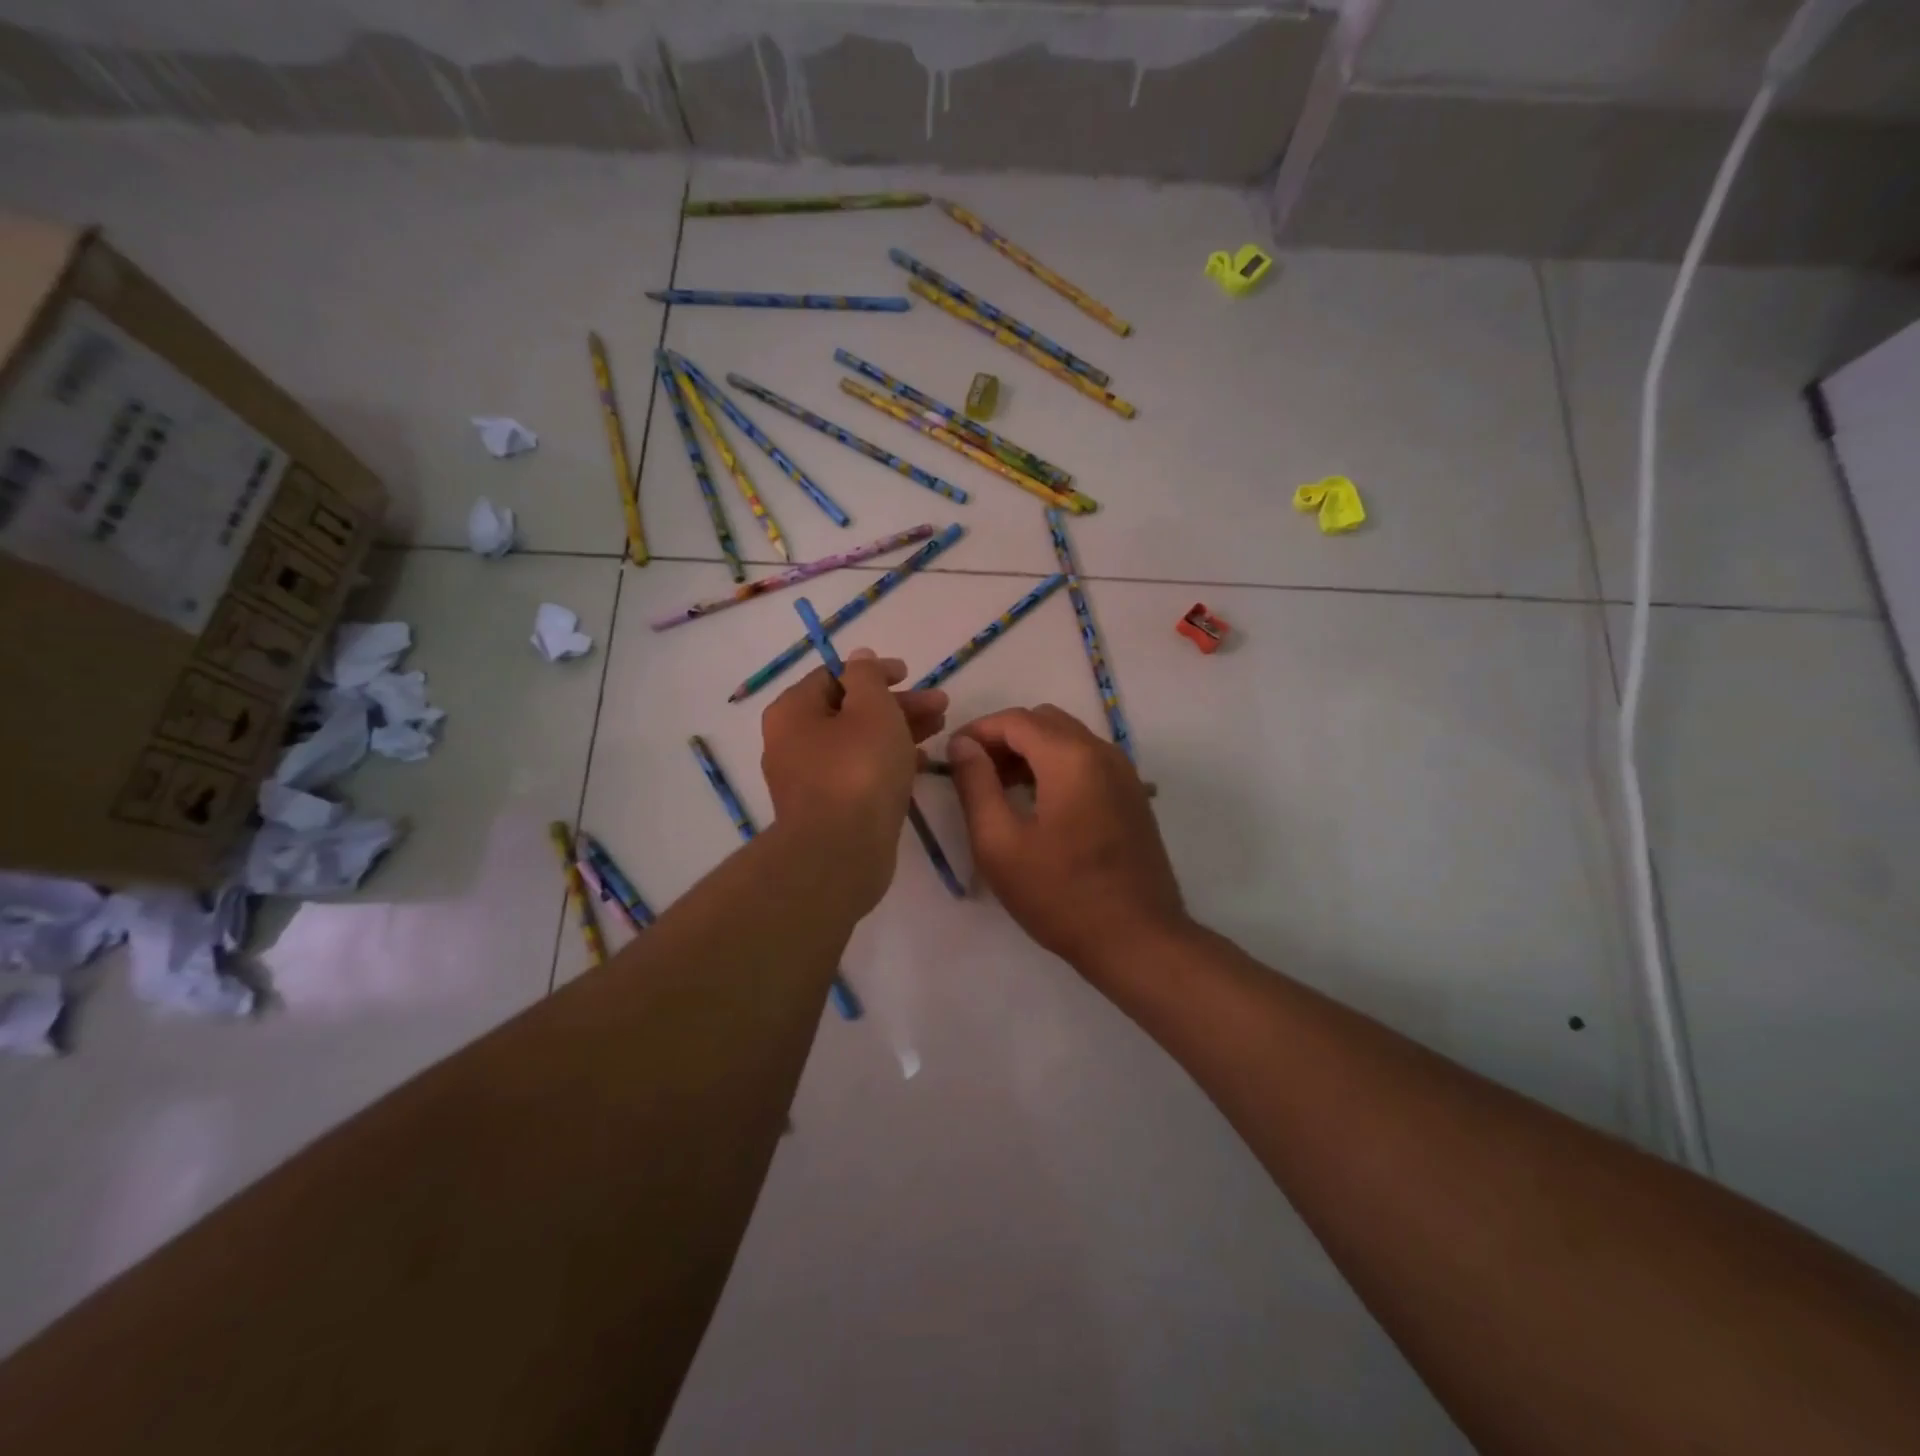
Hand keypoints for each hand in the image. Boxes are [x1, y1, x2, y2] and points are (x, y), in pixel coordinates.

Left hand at [761, 648, 947, 910]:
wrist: (840, 853)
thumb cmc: (857, 770)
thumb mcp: (871, 709)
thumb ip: (867, 677)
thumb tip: (860, 658)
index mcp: (794, 711)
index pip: (834, 676)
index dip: (875, 672)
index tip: (910, 674)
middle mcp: (793, 742)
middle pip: (851, 710)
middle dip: (897, 704)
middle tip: (940, 704)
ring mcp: (809, 779)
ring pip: (859, 742)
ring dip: (899, 730)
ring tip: (941, 727)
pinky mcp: (829, 808)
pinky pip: (860, 772)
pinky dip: (889, 761)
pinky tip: (920, 762)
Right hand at [946, 706, 1188, 976]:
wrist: (1137, 939)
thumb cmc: (1060, 895)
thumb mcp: (1000, 843)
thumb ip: (975, 785)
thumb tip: (962, 744)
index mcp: (1071, 758)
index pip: (1016, 720)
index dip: (978, 730)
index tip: (951, 755)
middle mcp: (1102, 752)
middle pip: (1044, 722)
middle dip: (1004, 738)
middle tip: (975, 772)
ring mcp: (1124, 773)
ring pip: (1068, 739)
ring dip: (1030, 752)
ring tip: (1000, 789)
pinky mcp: (1132, 795)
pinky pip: (1087, 761)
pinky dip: (1056, 766)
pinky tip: (1037, 803)